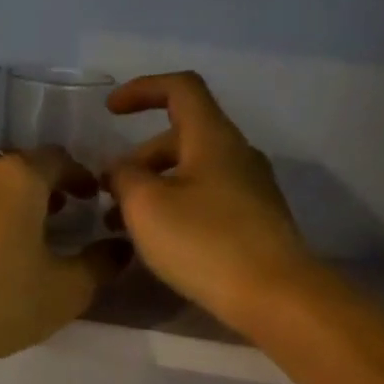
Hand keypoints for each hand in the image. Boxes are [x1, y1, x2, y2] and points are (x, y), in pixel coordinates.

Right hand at [105, 72, 313, 330]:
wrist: (274, 294)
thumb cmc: (204, 242)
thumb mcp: (146, 206)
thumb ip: (124, 177)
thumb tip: (119, 168)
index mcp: (213, 137)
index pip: (180, 89)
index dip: (142, 90)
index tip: (110, 110)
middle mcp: (237, 154)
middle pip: (181, 137)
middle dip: (139, 159)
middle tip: (109, 194)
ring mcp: (251, 189)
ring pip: (193, 173)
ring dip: (154, 189)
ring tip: (124, 227)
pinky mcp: (255, 222)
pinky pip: (207, 200)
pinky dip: (176, 209)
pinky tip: (159, 243)